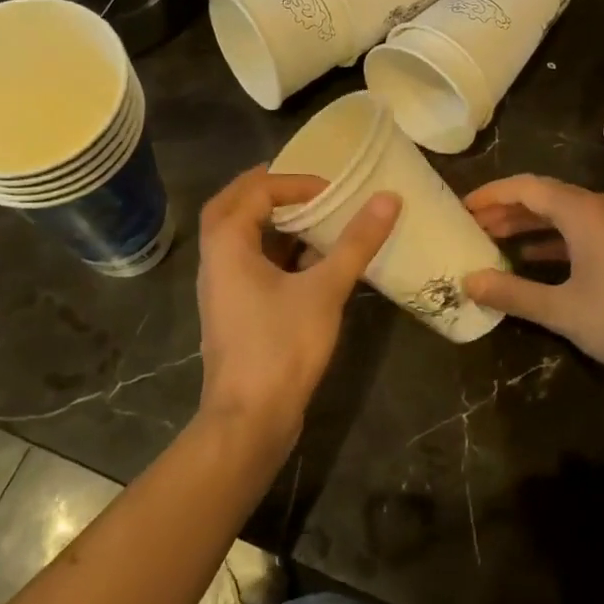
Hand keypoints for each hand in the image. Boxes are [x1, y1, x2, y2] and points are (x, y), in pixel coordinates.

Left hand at [195, 166, 399, 454]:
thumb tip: (388, 198)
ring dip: (269, 221)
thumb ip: (356, 242)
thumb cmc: (281, 347)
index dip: (294, 183)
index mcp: (228, 244)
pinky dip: (273, 251)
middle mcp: (216, 260)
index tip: (332, 192)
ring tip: (309, 216)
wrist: (249, 420)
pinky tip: (308, 262)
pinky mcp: (234, 311)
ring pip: (238, 237)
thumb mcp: (325, 289)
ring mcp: (221, 288)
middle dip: (265, 190)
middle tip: (301, 185)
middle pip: (231, 206)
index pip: (255, 191)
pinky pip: (249, 264)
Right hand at [462, 174, 603, 387]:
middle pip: (544, 196)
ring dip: (528, 223)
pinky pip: (580, 229)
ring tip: (493, 238)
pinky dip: (552, 238)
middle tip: (471, 225)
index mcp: (583, 211)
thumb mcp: (561, 310)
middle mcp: (600, 207)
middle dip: (506, 209)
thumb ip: (512, 293)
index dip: (491, 195)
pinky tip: (532, 256)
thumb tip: (469, 282)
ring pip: (563, 213)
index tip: (462, 208)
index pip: (526, 188)